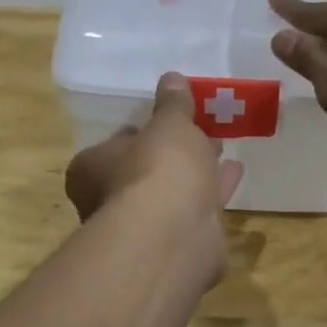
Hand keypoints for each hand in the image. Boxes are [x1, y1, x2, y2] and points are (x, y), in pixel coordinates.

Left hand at [65, 72, 244, 274]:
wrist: (173, 234)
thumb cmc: (157, 168)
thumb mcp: (169, 124)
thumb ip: (173, 104)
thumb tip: (172, 78)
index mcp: (92, 169)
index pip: (114, 145)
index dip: (140, 133)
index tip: (165, 123)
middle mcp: (108, 202)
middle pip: (143, 171)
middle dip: (172, 155)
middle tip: (199, 134)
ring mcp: (141, 230)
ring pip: (170, 195)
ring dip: (194, 174)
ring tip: (222, 149)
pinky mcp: (173, 248)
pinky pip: (194, 213)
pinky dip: (212, 194)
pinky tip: (235, 175)